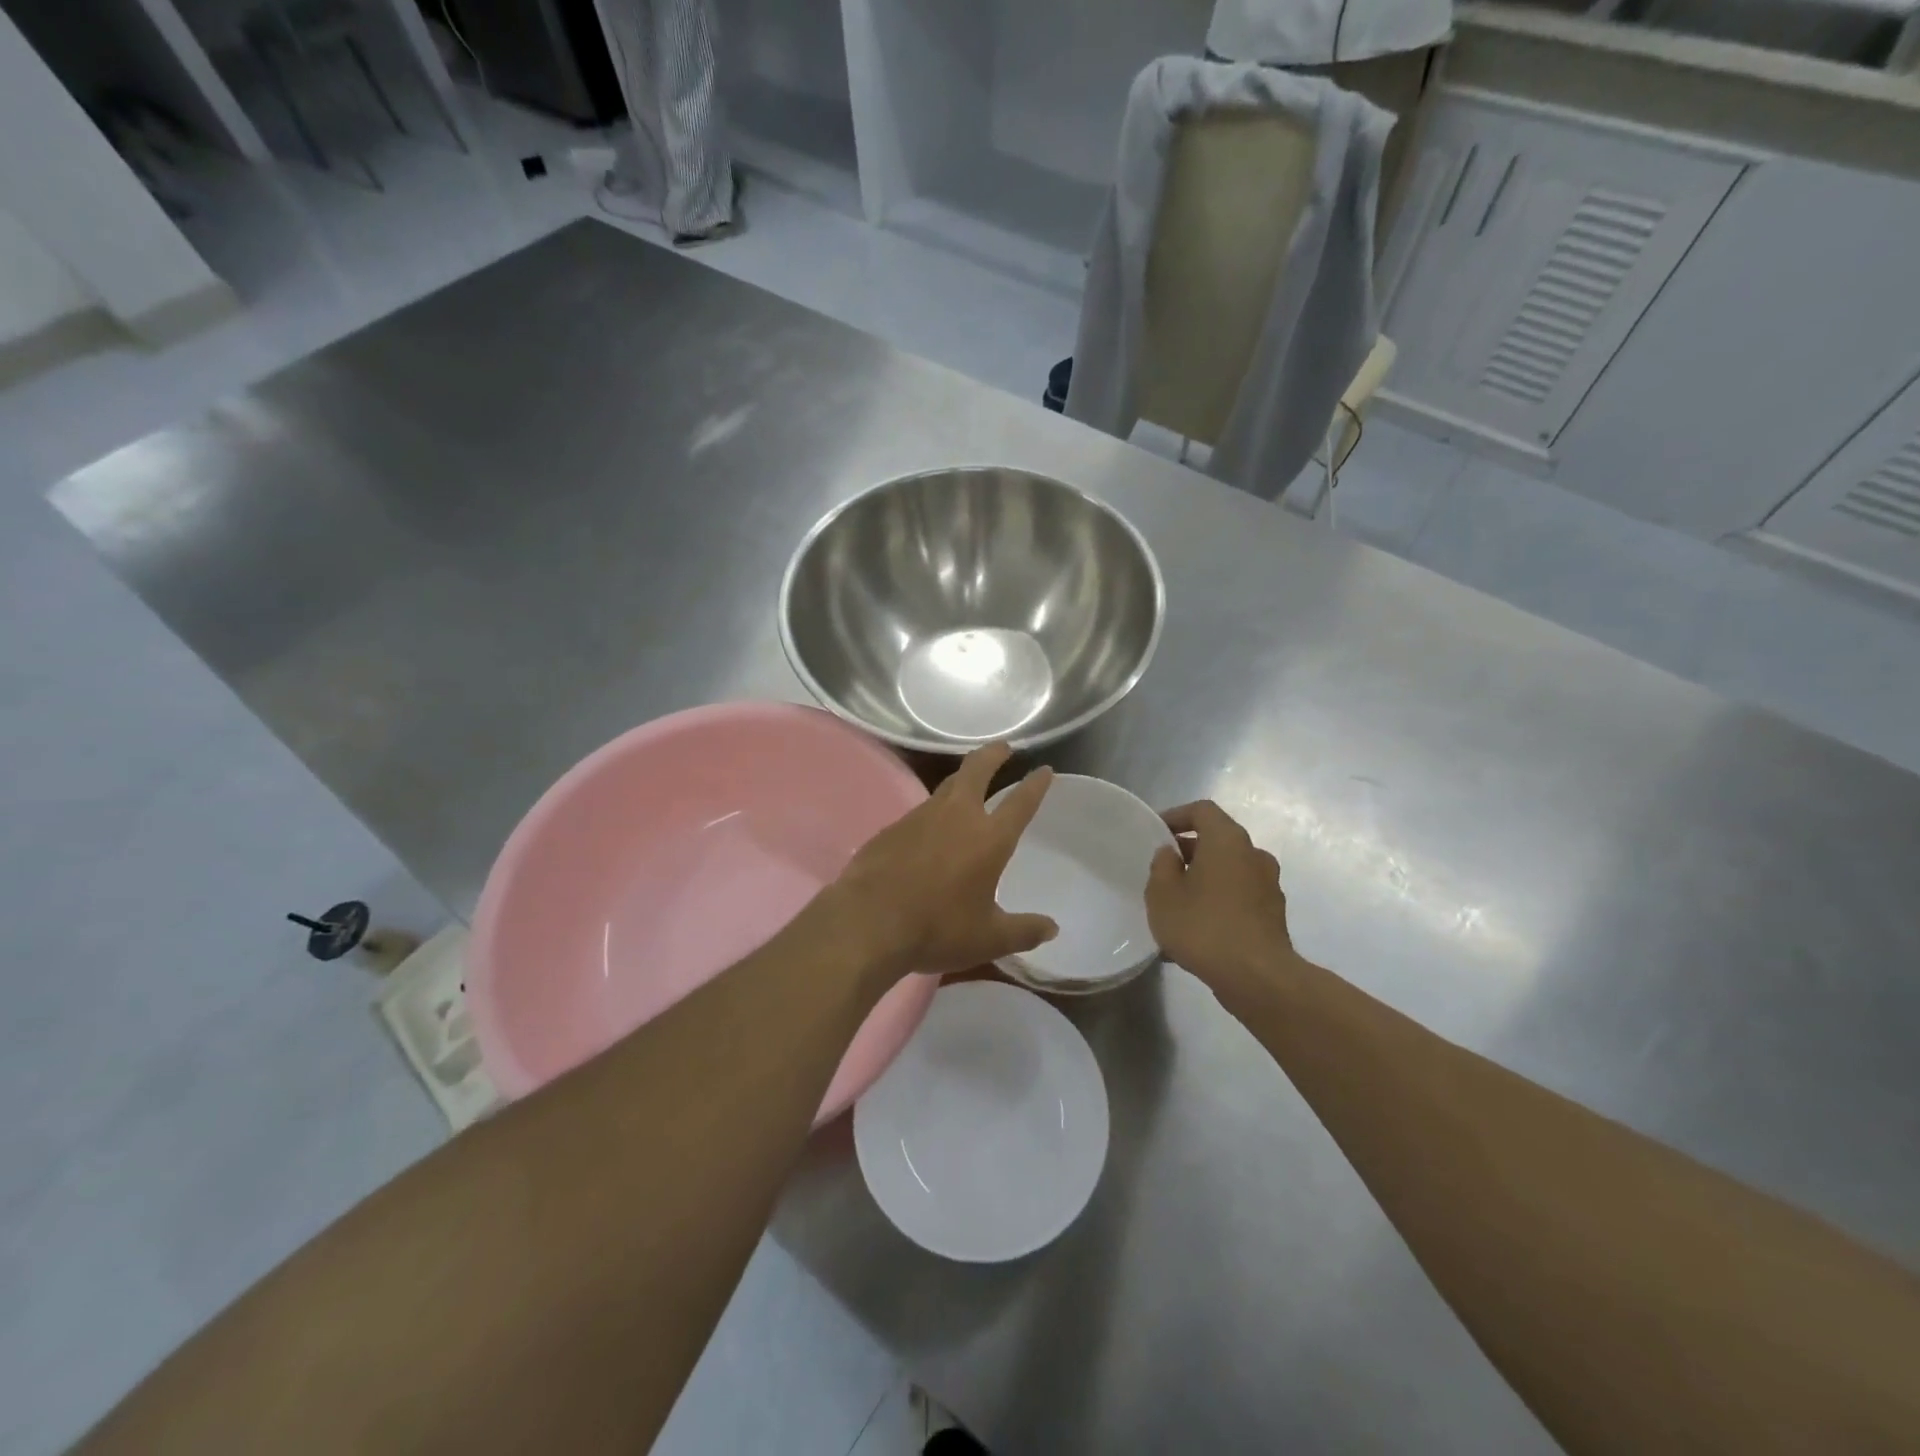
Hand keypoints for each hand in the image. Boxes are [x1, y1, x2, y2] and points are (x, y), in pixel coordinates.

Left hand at [818, 743, 1057, 981]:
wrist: (868, 922)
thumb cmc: (937, 929)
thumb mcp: (989, 940)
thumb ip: (1024, 932)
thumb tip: (1052, 929)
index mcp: (989, 838)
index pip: (1020, 802)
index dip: (1035, 785)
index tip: (1044, 769)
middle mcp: (957, 816)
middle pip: (977, 770)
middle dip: (992, 755)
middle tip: (1003, 748)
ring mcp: (920, 817)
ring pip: (946, 787)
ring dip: (961, 779)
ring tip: (968, 782)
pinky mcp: (891, 828)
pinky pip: (919, 812)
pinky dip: (933, 812)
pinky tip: (929, 829)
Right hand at [1146, 801, 1297, 1003]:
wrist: (1257, 978)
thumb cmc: (1204, 926)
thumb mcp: (1162, 895)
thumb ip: (1161, 866)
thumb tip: (1170, 854)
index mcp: (1227, 840)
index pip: (1202, 811)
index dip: (1176, 816)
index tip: (1156, 832)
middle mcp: (1254, 855)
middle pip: (1217, 840)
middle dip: (1188, 851)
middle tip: (1162, 870)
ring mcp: (1269, 885)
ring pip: (1228, 870)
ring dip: (1204, 878)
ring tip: (1177, 904)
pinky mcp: (1273, 914)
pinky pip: (1239, 896)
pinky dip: (1218, 901)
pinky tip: (1197, 928)